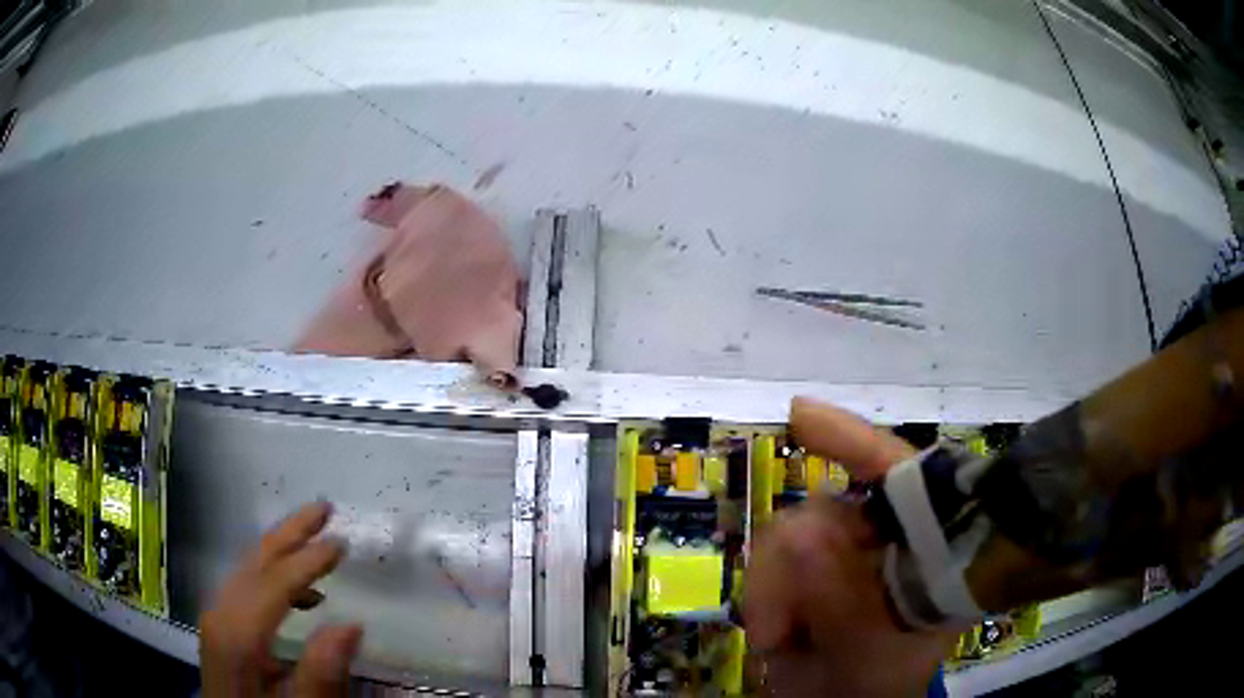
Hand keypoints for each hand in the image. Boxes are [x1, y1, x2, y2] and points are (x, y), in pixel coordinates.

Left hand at [200, 502, 362, 697]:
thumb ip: (321, 673)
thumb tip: (351, 625)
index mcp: (238, 634)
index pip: (273, 583)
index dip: (307, 559)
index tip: (341, 542)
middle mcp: (221, 613)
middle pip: (253, 561)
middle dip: (288, 533)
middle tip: (323, 509)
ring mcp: (218, 616)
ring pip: (247, 569)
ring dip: (281, 549)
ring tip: (315, 541)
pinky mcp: (222, 624)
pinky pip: (245, 586)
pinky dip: (272, 576)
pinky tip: (301, 594)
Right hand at [744, 398, 960, 696]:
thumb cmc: (882, 683)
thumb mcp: (870, 655)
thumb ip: (841, 604)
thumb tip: (800, 535)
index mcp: (925, 544)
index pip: (898, 474)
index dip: (852, 440)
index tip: (799, 415)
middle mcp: (888, 536)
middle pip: (828, 508)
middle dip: (789, 559)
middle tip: (773, 627)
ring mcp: (850, 553)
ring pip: (791, 534)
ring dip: (772, 585)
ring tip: (775, 638)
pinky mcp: (815, 571)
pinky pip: (776, 561)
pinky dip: (766, 593)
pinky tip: (774, 630)